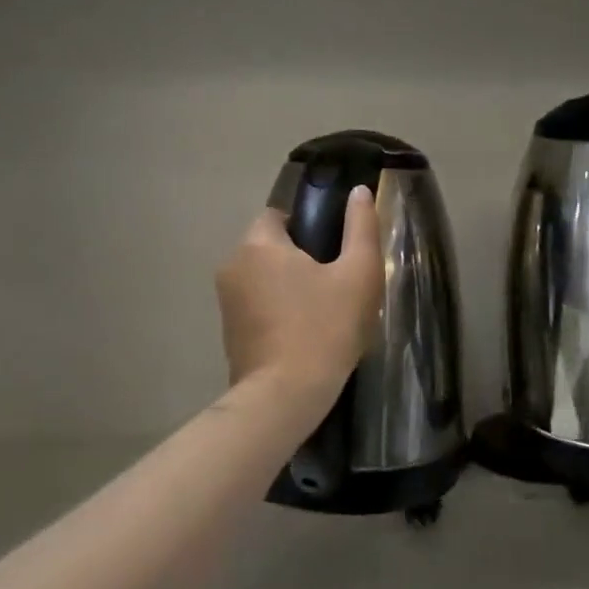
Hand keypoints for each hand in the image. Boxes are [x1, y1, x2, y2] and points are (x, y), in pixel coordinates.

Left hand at [217, 187, 383, 409]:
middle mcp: (233, 265)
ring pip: (263, 278)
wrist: (285, 397)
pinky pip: (256, 306)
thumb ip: (361, 227)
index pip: (279, 215)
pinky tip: (303, 333)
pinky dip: (276, 311)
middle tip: (335, 283)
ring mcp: (226, 302)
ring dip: (288, 286)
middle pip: (270, 247)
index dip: (309, 226)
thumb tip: (360, 192)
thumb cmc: (325, 328)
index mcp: (259, 244)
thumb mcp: (358, 274)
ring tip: (323, 311)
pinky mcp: (228, 332)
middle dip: (300, 258)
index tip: (334, 251)